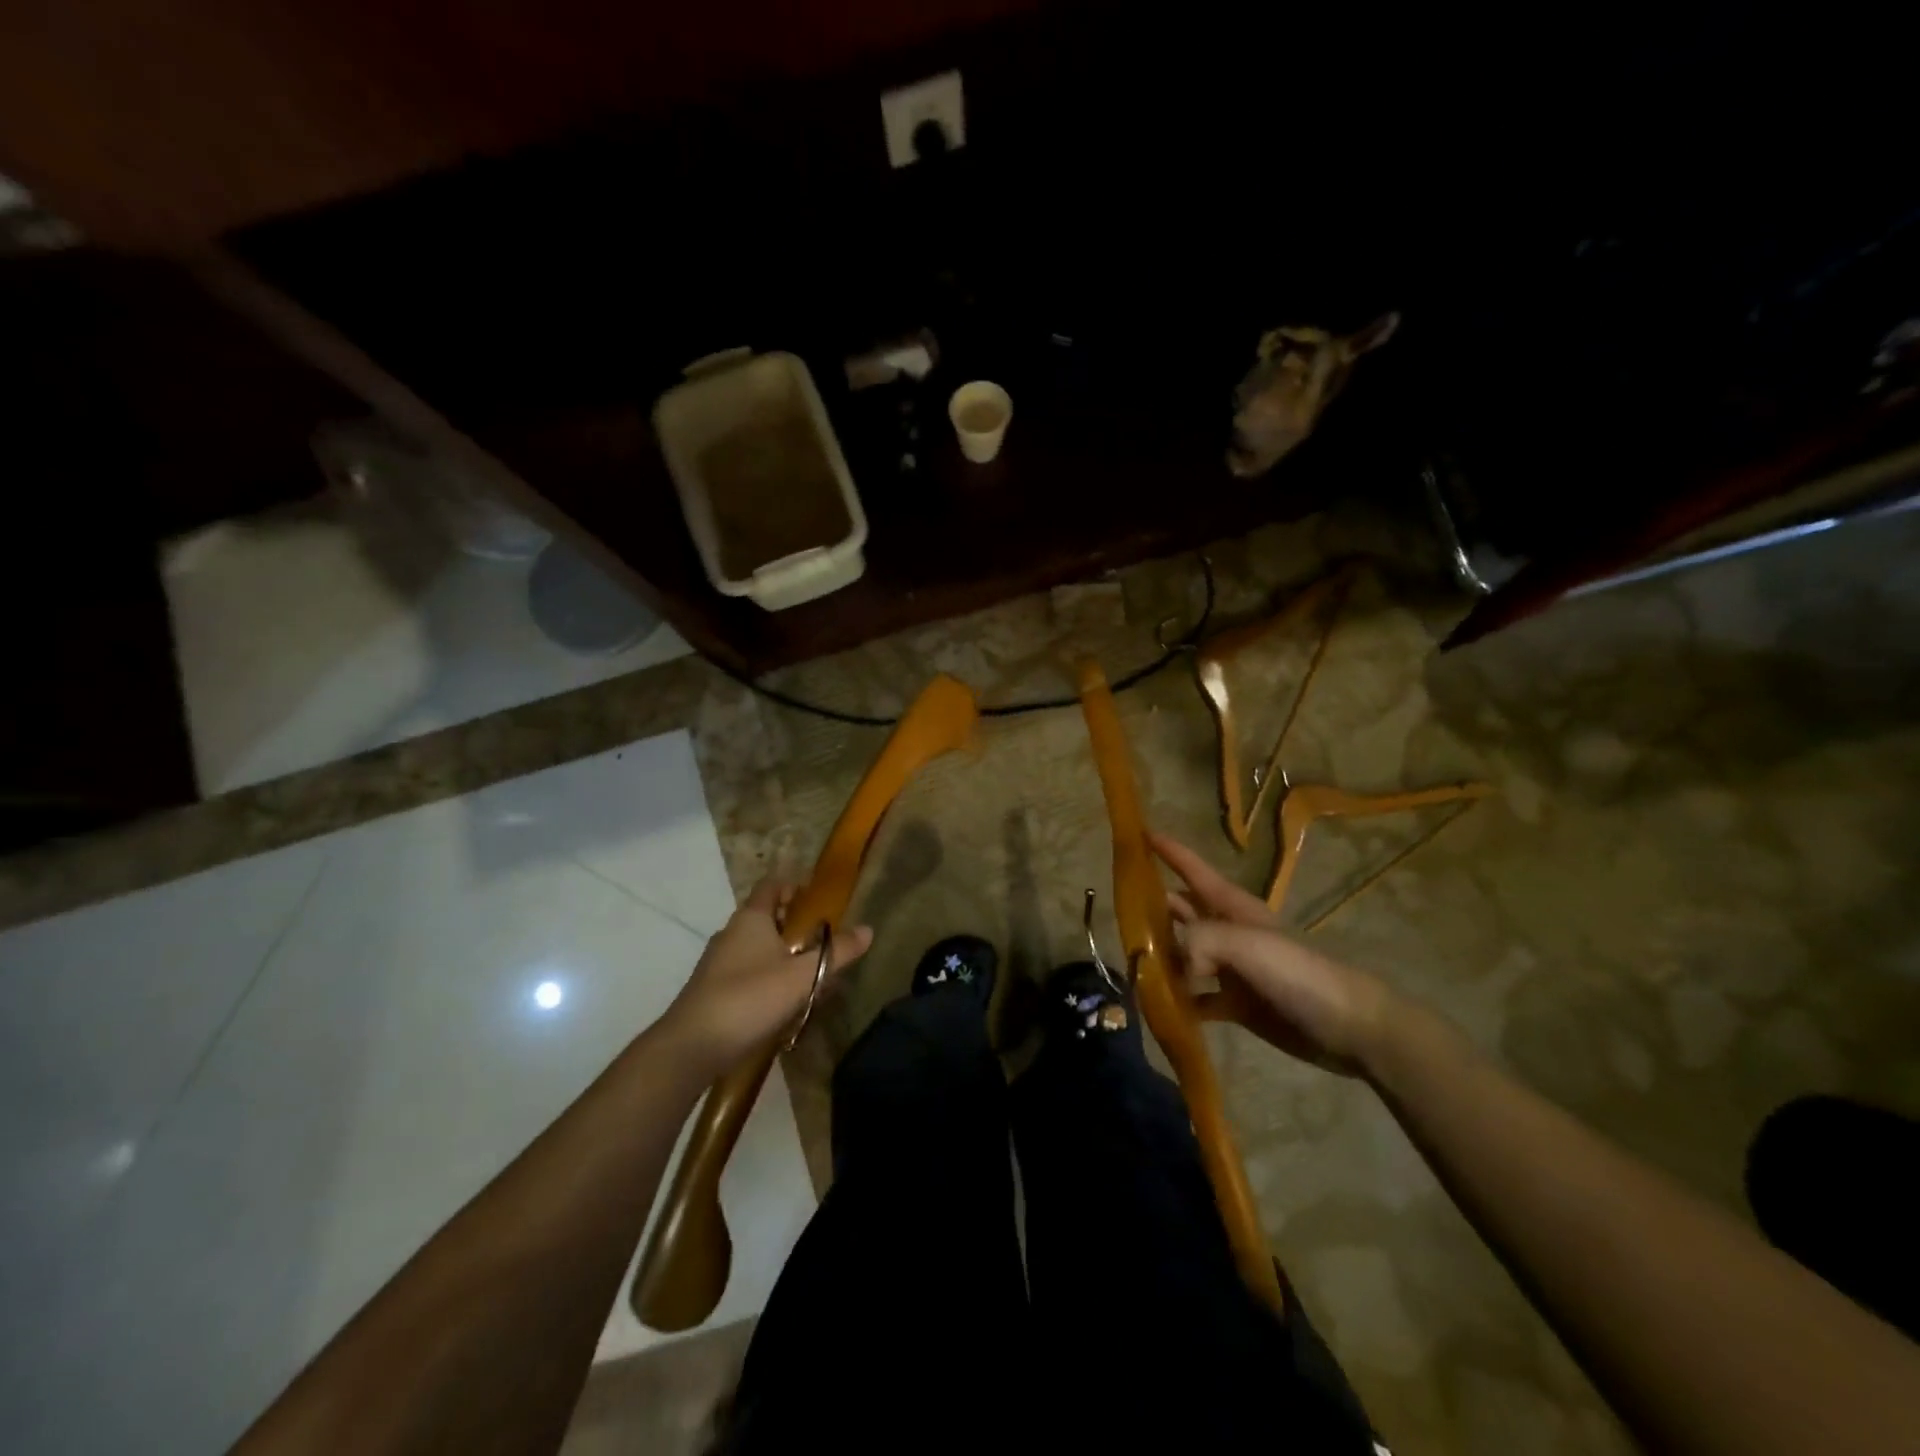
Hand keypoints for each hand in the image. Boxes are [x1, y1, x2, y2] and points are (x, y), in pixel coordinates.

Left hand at [663, 878, 873, 1075]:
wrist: (692, 1046)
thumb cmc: (751, 997)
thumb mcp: (803, 975)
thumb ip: (837, 952)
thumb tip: (868, 929)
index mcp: (751, 918)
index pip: (772, 885)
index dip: (795, 886)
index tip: (819, 899)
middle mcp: (731, 932)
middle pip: (766, 916)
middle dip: (794, 925)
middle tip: (822, 941)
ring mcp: (718, 962)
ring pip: (756, 947)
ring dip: (781, 954)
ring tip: (808, 975)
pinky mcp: (712, 989)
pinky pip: (746, 971)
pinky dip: (766, 977)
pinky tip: (783, 1002)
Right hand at [1151, 831, 1394, 1076]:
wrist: (1349, 1026)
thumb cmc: (1298, 972)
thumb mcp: (1245, 943)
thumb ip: (1199, 941)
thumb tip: (1171, 963)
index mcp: (1233, 907)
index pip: (1194, 870)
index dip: (1169, 851)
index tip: (1140, 834)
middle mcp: (1229, 932)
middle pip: (1182, 911)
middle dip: (1152, 909)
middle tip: (1118, 916)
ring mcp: (1232, 969)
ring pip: (1185, 954)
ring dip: (1161, 957)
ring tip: (1131, 964)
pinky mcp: (1237, 1004)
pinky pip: (1197, 998)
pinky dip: (1179, 1000)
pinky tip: (1159, 1006)